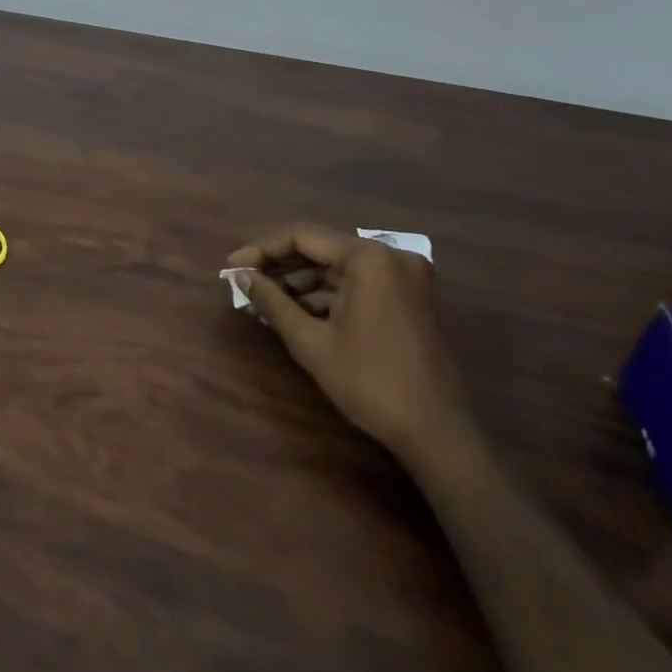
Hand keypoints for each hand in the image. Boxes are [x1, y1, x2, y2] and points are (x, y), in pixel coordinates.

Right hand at [228, 225, 479, 472]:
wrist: (439, 434)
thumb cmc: (370, 383)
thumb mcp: (311, 342)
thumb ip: (272, 301)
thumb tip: (241, 276)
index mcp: (368, 258)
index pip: (302, 236)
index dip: (261, 250)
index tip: (232, 267)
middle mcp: (391, 256)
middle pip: (322, 249)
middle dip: (281, 268)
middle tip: (245, 284)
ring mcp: (407, 277)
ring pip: (340, 268)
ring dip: (303, 284)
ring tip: (266, 304)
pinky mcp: (413, 298)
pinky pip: (361, 284)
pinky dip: (330, 296)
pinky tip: (300, 314)